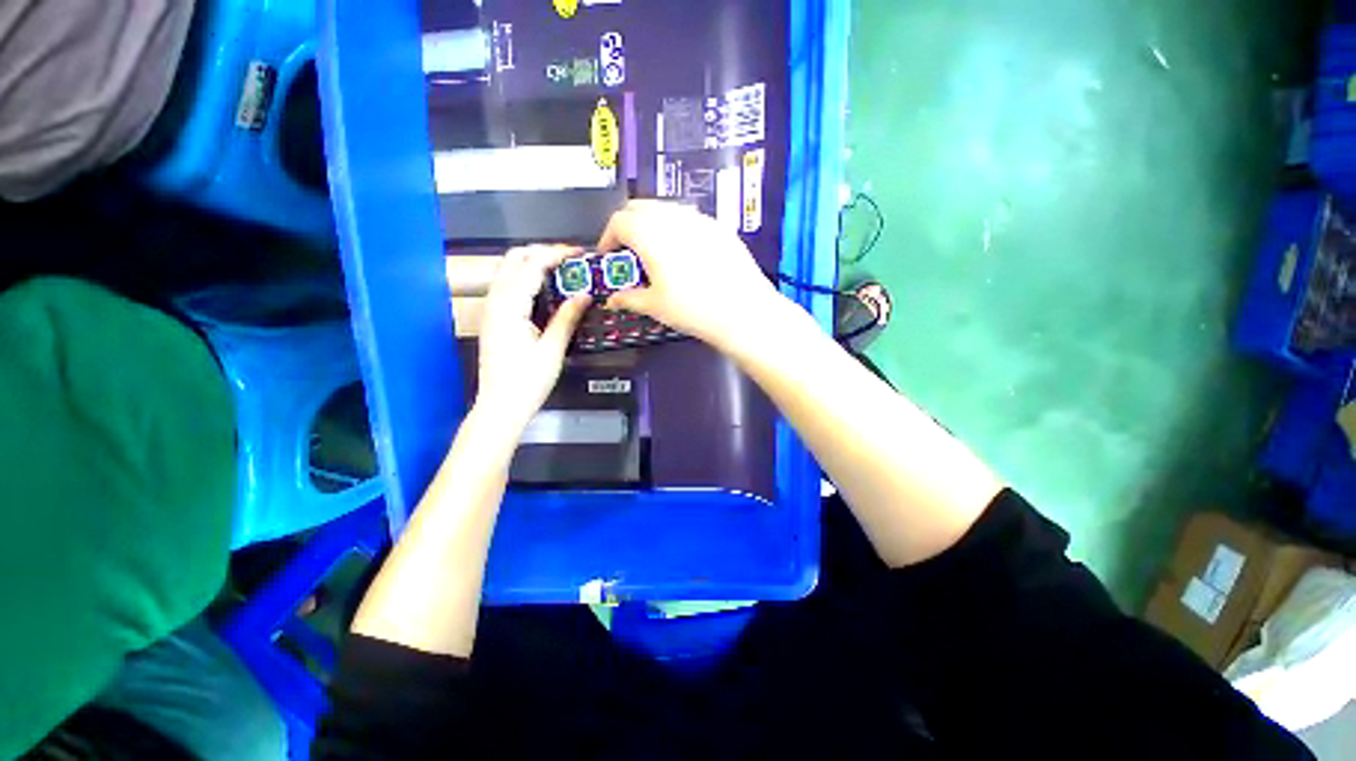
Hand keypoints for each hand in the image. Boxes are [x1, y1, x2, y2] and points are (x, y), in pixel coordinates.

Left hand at [474, 245, 588, 432]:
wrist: (500, 406)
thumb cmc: (528, 381)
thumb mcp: (552, 349)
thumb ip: (567, 317)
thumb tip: (585, 294)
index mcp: (510, 306)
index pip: (533, 265)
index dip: (557, 254)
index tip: (581, 253)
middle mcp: (495, 300)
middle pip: (514, 258)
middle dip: (542, 252)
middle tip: (570, 259)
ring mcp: (491, 309)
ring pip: (508, 269)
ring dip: (533, 262)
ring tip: (561, 269)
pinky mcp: (494, 318)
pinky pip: (507, 285)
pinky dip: (526, 276)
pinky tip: (545, 288)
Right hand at [597, 200, 785, 350]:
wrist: (742, 311)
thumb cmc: (692, 309)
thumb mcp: (654, 306)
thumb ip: (629, 298)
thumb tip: (613, 300)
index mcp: (650, 233)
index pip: (618, 221)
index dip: (608, 237)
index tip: (609, 256)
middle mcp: (673, 217)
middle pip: (640, 207)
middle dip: (628, 226)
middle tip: (629, 253)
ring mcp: (700, 219)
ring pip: (667, 210)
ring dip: (653, 225)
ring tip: (656, 253)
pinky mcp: (720, 228)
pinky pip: (690, 219)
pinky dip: (677, 229)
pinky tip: (685, 255)